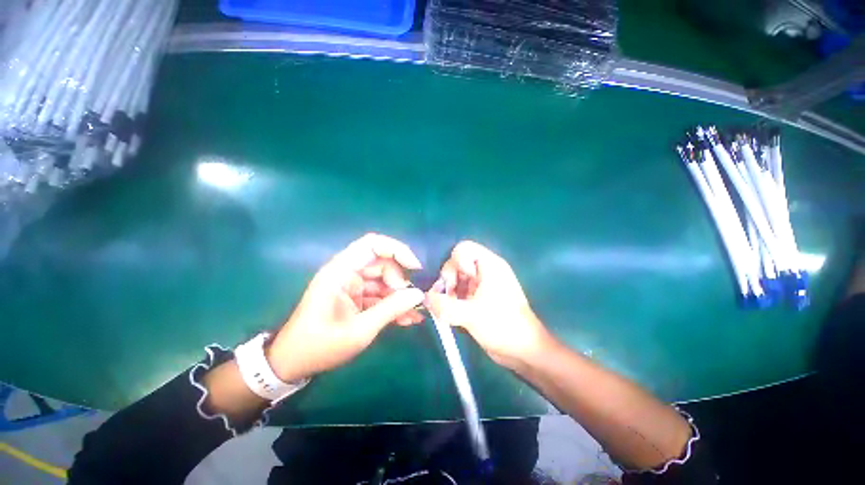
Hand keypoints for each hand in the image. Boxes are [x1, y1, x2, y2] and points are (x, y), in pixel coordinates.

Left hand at [266, 233, 425, 381]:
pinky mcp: (356, 297)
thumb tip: (419, 294)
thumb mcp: (360, 330)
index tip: (415, 268)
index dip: (397, 250)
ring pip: (385, 281)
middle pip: (383, 264)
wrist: (293, 364)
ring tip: (414, 314)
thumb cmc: (320, 346)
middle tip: (411, 302)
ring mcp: (352, 285)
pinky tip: (407, 319)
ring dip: (400, 297)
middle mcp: (348, 272)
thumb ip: (391, 309)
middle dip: (400, 282)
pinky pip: (380, 294)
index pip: (373, 244)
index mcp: (341, 271)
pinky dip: (393, 305)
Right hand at [424, 241, 553, 368]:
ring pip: (457, 278)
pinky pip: (461, 290)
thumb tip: (425, 298)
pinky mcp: (481, 296)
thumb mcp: (471, 315)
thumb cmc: (502, 327)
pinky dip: (454, 299)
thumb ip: (444, 306)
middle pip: (457, 263)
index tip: (454, 285)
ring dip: (450, 292)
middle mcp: (486, 270)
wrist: (524, 351)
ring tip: (450, 310)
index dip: (454, 264)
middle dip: (449, 281)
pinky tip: (454, 314)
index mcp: (490, 265)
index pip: (463, 249)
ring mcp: (483, 283)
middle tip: (448, 300)